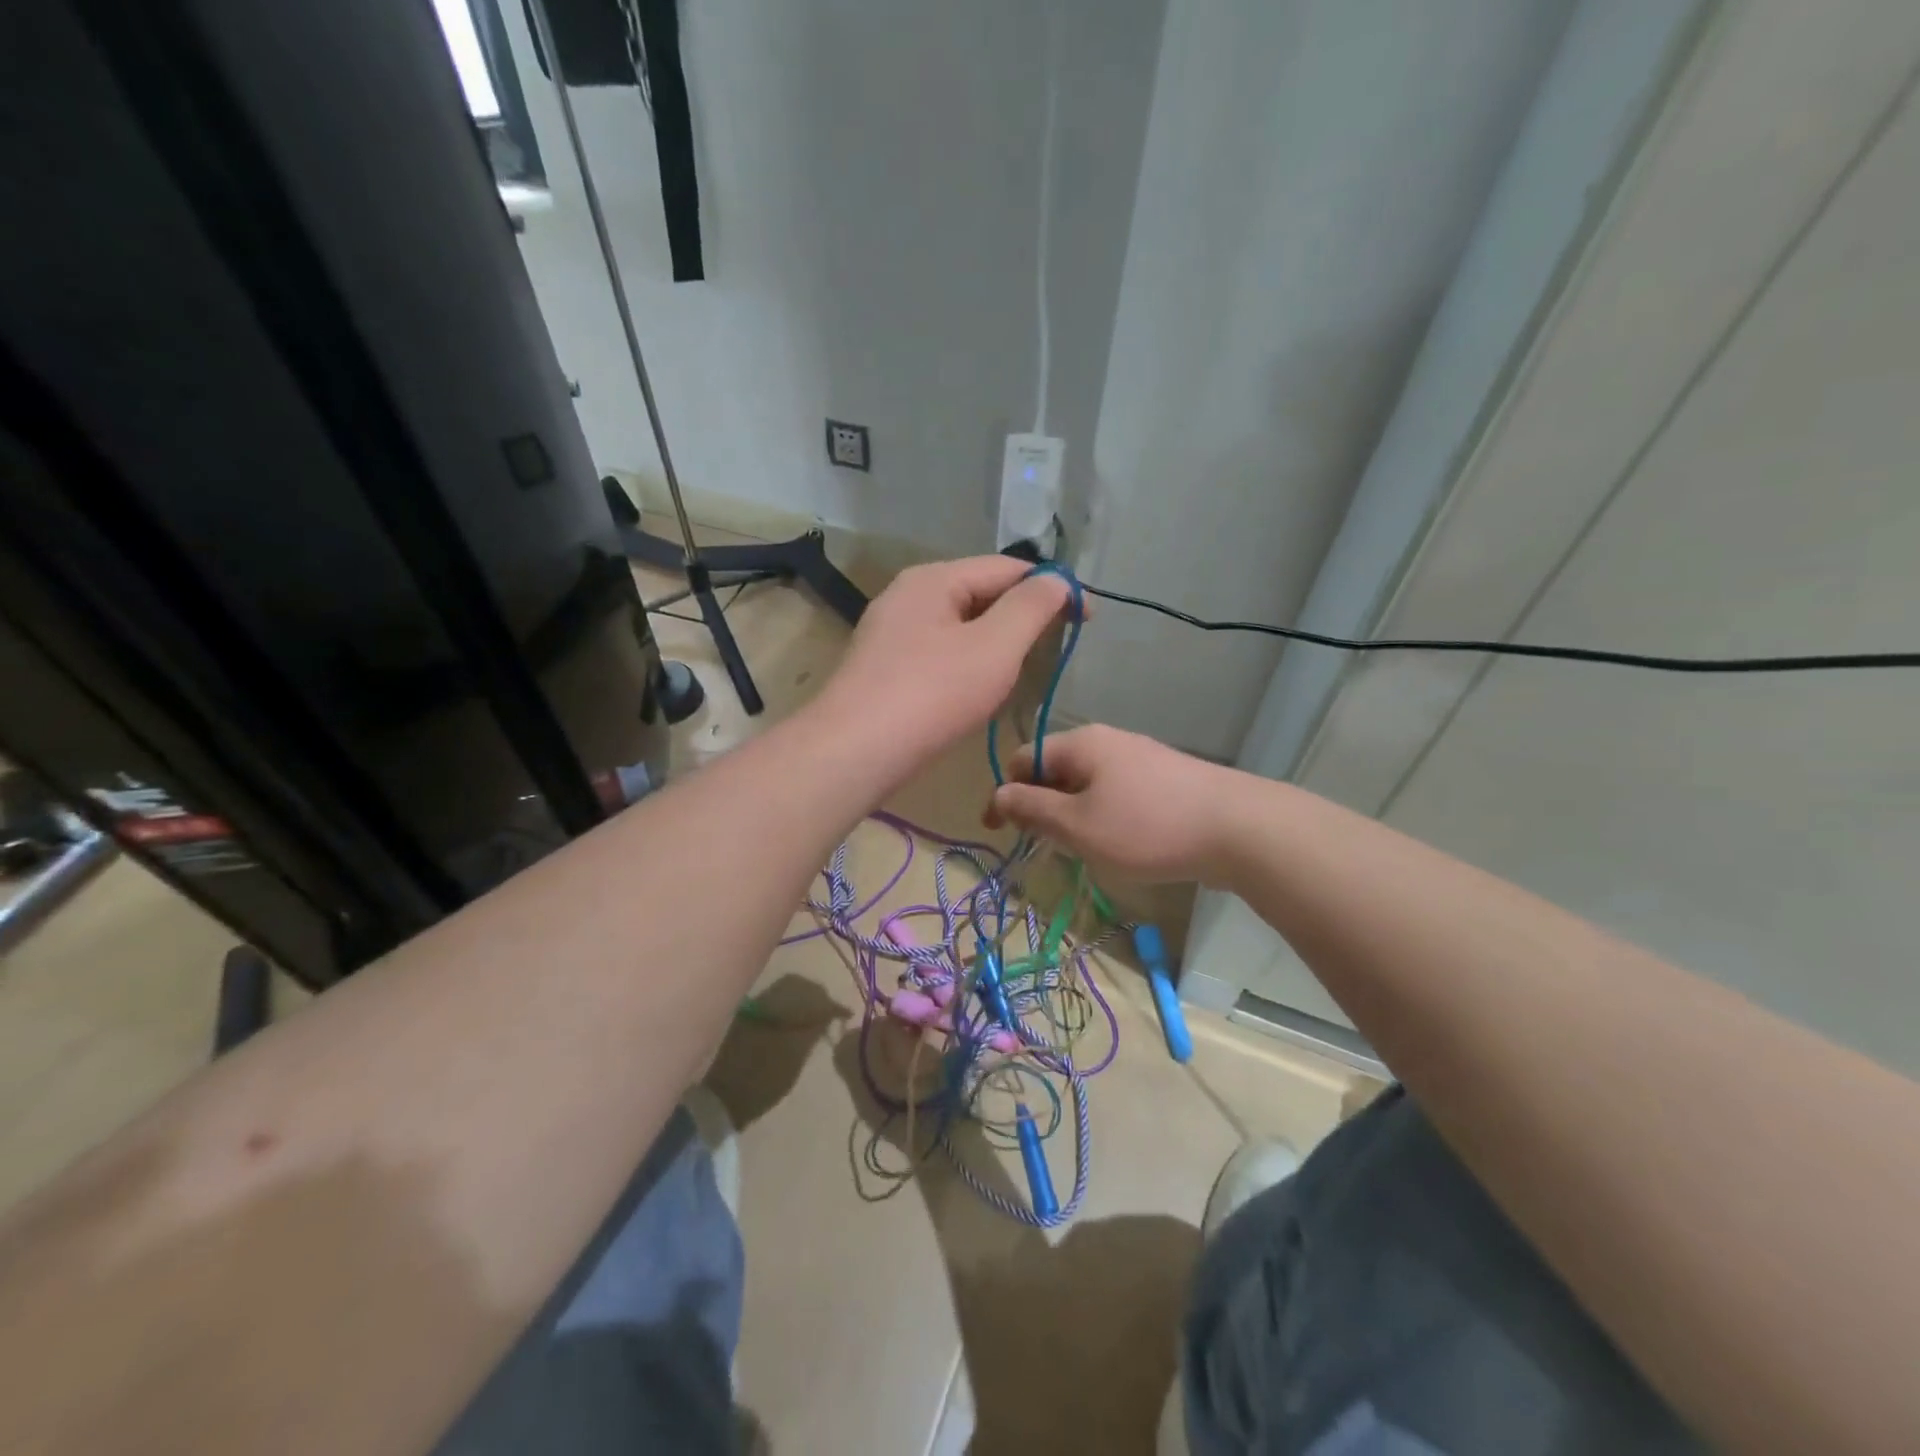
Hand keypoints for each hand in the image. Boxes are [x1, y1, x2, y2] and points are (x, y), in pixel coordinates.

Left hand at [817, 556, 1072, 763]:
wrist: (855, 752)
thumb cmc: (932, 694)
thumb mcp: (995, 647)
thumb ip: (1032, 607)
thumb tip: (1056, 580)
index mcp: (933, 579)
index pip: (1007, 568)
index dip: (1054, 588)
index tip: (1089, 618)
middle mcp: (907, 595)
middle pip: (980, 592)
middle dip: (1022, 615)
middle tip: (1054, 648)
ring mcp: (889, 632)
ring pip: (959, 625)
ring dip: (995, 642)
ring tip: (1020, 670)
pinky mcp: (882, 667)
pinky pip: (938, 652)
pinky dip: (966, 663)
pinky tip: (975, 690)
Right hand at [983, 724, 1242, 883]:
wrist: (1239, 828)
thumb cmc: (1147, 827)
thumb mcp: (1078, 825)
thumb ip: (1033, 809)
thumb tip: (999, 794)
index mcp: (1080, 743)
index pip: (1023, 760)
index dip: (1005, 794)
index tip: (998, 833)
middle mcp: (1107, 741)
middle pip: (1055, 770)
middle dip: (1040, 807)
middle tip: (1043, 847)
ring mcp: (1139, 758)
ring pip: (1086, 785)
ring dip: (1071, 816)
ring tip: (1081, 851)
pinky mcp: (1164, 779)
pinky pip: (1115, 793)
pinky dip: (1102, 816)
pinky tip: (1118, 844)